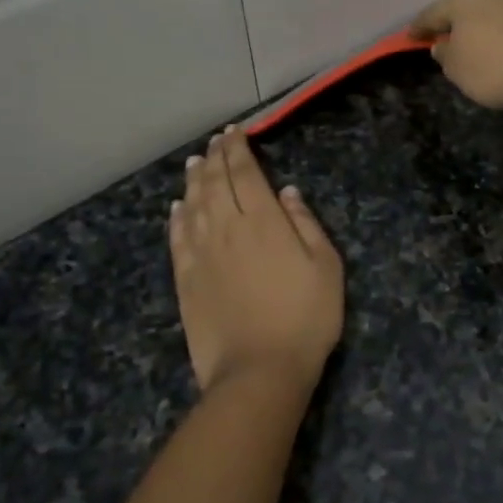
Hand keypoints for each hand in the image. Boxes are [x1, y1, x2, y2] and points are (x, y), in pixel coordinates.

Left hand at [170, 129, 343, 395]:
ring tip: (195, 163)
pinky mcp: (185, 280)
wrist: (259, 370)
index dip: (238, 149)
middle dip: (215, 157)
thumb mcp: (326, 267)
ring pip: (193, 205)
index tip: (235, 132)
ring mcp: (201, 254)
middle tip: (216, 141)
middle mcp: (226, 228)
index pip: (245, 173)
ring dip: (193, 180)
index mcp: (263, 221)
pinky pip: (177, 238)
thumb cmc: (305, 318)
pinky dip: (176, 217)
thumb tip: (286, 192)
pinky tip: (177, 207)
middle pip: (215, 183)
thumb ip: (305, 225)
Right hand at [411, 0, 502, 111]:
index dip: (421, 26)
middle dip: (466, 18)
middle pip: (475, 3)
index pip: (434, 12)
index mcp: (466, 0)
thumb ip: (446, 55)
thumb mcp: (458, 71)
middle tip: (460, 36)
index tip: (411, 36)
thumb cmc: (496, 70)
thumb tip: (443, 45)